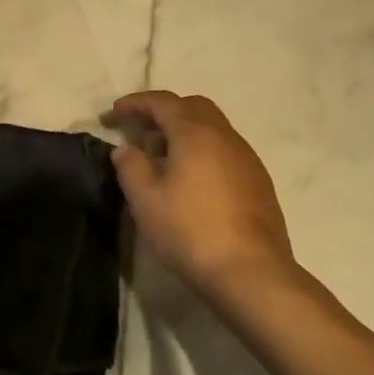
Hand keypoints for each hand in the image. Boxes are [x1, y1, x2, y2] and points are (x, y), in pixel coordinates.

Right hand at [108, 90, 298, 304]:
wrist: (252, 272)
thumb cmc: (191, 230)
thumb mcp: (145, 200)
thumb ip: (130, 167)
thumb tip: (125, 148)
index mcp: (195, 132)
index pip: (162, 102)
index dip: (136, 103)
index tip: (114, 113)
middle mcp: (224, 136)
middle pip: (192, 107)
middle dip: (164, 111)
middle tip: (140, 130)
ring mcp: (247, 158)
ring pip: (212, 128)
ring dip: (185, 131)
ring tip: (162, 156)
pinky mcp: (259, 181)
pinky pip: (226, 149)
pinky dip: (203, 150)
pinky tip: (192, 179)